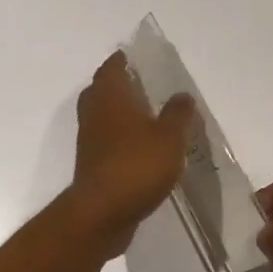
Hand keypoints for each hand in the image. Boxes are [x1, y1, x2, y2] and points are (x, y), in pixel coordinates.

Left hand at [68, 51, 196, 256]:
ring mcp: (89, 141)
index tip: (136, 57)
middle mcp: (95, 114)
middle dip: (118, 85)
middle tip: (142, 84)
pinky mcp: (92, 165)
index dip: (122, 60)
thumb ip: (178, 114)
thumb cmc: (137, 166)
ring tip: (147, 115)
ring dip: (119, 112)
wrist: (102, 214)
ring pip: (101, 116)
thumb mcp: (170, 137)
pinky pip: (105, 141)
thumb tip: (182, 95)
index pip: (112, 68)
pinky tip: (141, 147)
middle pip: (101, 90)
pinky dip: (119, 138)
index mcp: (111, 98)